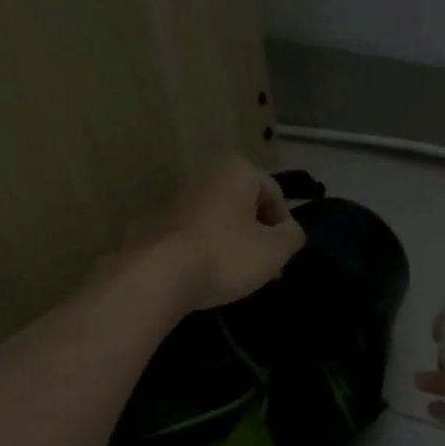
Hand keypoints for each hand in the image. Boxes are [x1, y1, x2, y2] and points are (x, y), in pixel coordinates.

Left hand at [144, 157, 306, 311]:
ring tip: (236, 275)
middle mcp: (203, 173)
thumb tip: (290, 232)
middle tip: (264, 269)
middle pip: (243, 205)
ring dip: (231, 243)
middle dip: (257, 235)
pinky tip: (206, 275)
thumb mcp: (274, 250)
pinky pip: (191, 234)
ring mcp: (173, 197)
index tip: (283, 256)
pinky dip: (203, 250)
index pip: (274, 193)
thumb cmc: (226, 254)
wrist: (157, 274)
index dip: (285, 226)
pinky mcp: (152, 222)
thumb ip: (292, 237)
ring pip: (217, 219)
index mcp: (236, 169)